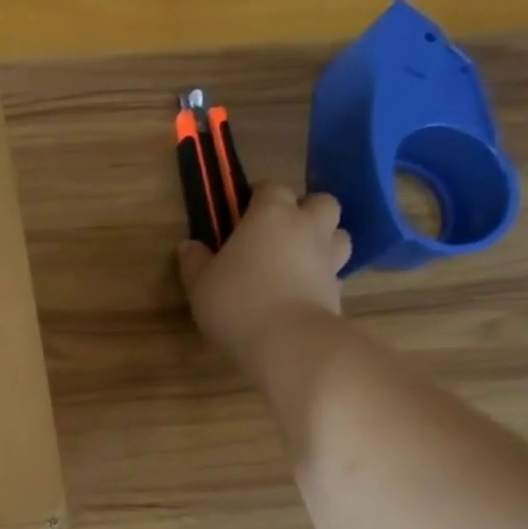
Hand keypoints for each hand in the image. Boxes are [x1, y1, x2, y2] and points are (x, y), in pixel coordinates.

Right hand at [178, 183, 350, 378]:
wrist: (287, 340)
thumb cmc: (235, 301)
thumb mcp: (199, 282)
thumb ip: (194, 261)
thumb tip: (189, 245)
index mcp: (270, 215)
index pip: (271, 187)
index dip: (257, 196)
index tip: (241, 210)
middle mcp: (306, 227)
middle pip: (320, 201)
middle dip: (303, 209)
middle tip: (278, 230)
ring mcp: (328, 257)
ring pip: (338, 232)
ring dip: (322, 238)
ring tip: (298, 256)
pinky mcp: (338, 287)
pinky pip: (334, 269)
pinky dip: (322, 273)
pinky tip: (301, 288)